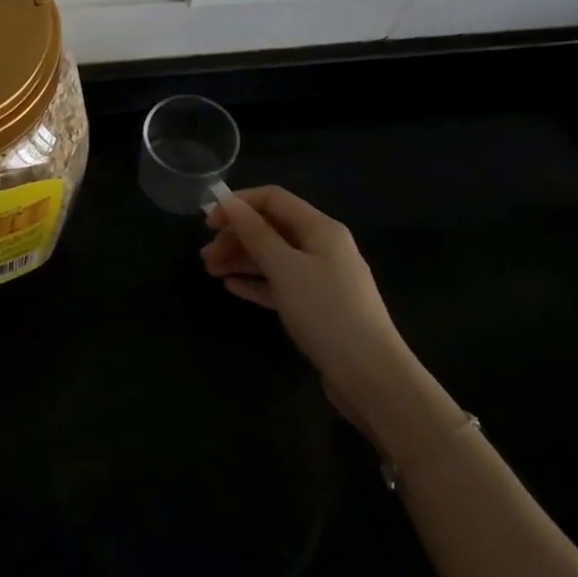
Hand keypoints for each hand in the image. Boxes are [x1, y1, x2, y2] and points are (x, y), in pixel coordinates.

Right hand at [201, 186, 414, 427]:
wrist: (372, 377)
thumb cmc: (326, 312)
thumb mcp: (285, 268)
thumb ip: (256, 233)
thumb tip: (230, 203)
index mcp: (320, 229)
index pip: (274, 199)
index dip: (239, 204)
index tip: (208, 222)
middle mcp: (323, 247)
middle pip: (272, 228)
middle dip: (236, 236)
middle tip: (205, 256)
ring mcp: (322, 278)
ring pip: (274, 257)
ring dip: (242, 259)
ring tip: (211, 272)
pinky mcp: (318, 306)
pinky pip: (281, 283)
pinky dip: (256, 282)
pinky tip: (232, 288)